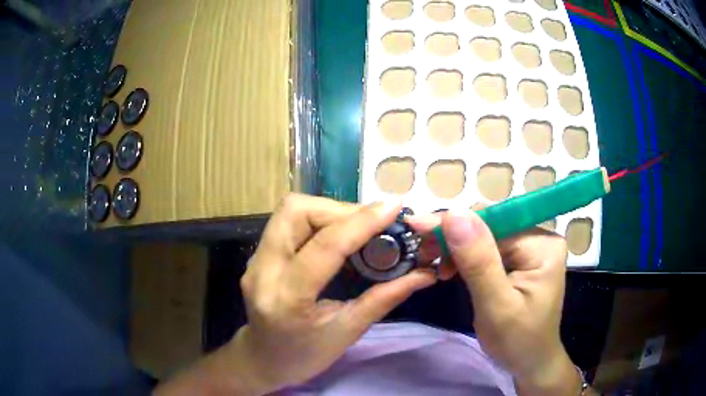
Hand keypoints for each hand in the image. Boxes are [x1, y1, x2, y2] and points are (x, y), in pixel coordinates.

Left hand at [221, 195, 434, 393]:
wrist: (262, 361)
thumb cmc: (305, 356)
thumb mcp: (348, 333)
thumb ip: (384, 298)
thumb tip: (424, 273)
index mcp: (287, 298)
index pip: (325, 246)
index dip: (362, 221)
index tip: (394, 207)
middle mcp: (263, 270)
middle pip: (296, 211)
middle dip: (339, 209)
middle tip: (372, 223)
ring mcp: (255, 260)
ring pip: (290, 210)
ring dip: (328, 210)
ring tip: (358, 227)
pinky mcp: (257, 255)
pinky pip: (287, 221)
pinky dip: (317, 219)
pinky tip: (337, 235)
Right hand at [412, 210, 580, 395]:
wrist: (529, 361)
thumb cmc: (517, 340)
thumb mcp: (496, 306)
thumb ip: (478, 261)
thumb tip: (454, 213)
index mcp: (541, 245)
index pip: (494, 221)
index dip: (455, 223)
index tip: (417, 227)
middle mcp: (538, 238)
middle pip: (488, 226)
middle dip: (453, 237)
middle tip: (421, 251)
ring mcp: (529, 248)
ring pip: (484, 236)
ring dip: (455, 248)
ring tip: (432, 262)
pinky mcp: (519, 259)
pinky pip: (486, 249)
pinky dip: (464, 257)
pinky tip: (449, 269)